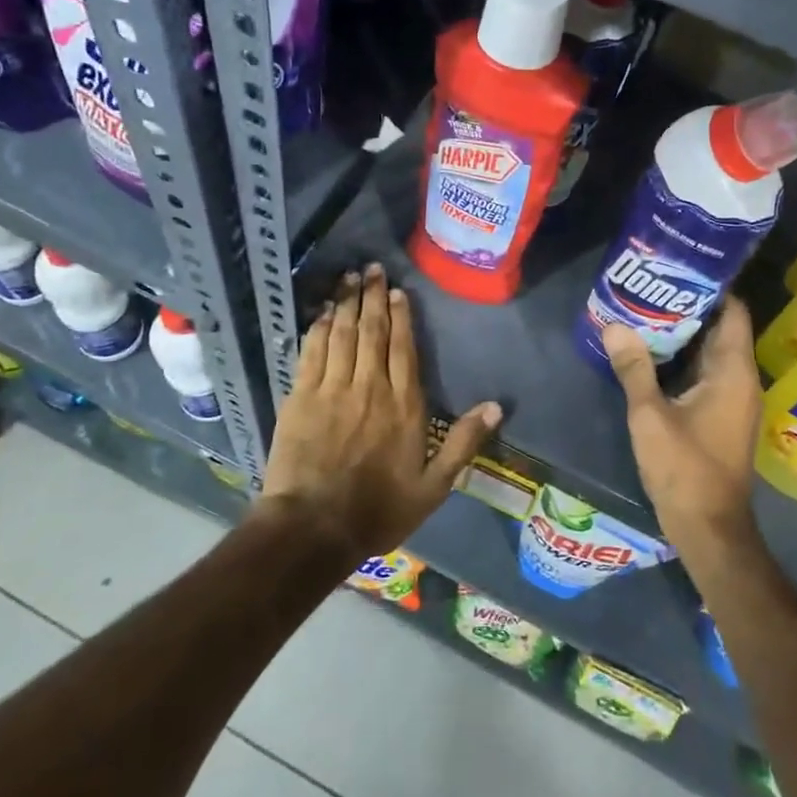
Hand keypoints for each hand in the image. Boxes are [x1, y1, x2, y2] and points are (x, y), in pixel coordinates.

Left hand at [260, 264, 501, 562]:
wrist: (313, 528)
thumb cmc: (378, 510)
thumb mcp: (434, 487)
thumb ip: (464, 443)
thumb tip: (495, 406)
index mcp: (404, 405)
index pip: (403, 348)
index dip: (400, 316)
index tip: (397, 291)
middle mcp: (370, 387)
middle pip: (372, 332)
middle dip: (371, 296)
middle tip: (371, 268)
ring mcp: (332, 389)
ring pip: (341, 334)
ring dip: (345, 302)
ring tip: (349, 277)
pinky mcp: (301, 397)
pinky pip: (311, 352)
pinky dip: (317, 328)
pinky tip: (321, 312)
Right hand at [602, 297, 763, 556]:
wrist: (708, 528)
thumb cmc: (685, 469)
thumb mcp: (650, 416)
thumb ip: (634, 368)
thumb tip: (614, 325)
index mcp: (733, 372)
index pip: (732, 312)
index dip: (710, 286)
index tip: (678, 267)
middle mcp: (741, 379)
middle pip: (721, 328)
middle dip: (689, 306)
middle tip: (651, 284)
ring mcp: (733, 399)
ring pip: (711, 352)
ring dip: (684, 333)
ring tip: (646, 309)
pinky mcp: (722, 415)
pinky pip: (706, 373)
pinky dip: (684, 358)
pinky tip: (652, 352)